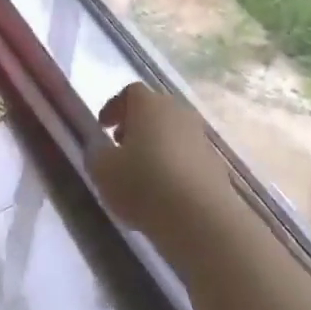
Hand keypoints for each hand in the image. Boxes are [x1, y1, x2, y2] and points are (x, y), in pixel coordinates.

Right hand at [92, 84, 235, 241]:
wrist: (200, 217)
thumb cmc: (143, 185)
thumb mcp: (103, 171)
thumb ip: (96, 153)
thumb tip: (100, 147)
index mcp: (149, 104)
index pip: (130, 92)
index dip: (114, 107)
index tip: (103, 126)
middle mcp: (178, 111)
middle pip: (154, 109)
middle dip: (136, 125)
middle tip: (121, 146)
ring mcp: (200, 136)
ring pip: (172, 132)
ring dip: (156, 145)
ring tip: (142, 172)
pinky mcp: (214, 161)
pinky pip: (187, 154)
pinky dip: (173, 164)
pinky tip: (165, 190)